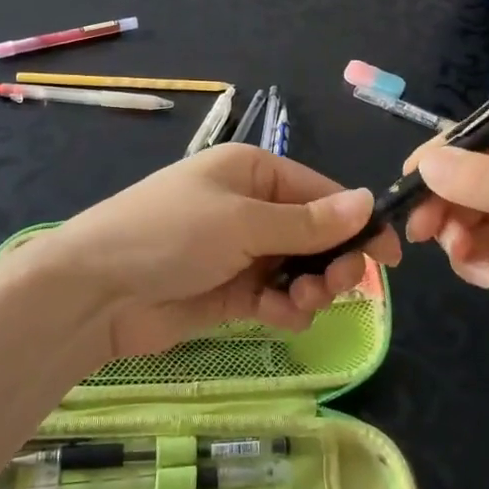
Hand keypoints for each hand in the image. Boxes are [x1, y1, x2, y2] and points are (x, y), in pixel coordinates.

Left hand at [43, 144, 401, 360]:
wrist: (97, 291)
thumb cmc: (170, 234)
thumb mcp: (243, 221)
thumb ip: (307, 221)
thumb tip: (367, 202)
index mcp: (254, 172)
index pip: (322, 192)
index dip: (357, 222)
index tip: (391, 256)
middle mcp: (252, 206)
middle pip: (315, 233)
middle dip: (331, 260)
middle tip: (337, 285)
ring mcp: (241, 250)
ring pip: (300, 269)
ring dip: (309, 288)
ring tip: (298, 303)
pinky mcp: (231, 291)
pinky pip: (276, 297)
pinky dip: (285, 308)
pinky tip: (278, 316)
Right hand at [403, 110, 488, 385]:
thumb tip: (424, 162)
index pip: (488, 131)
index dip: (447, 153)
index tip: (409, 182)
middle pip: (476, 170)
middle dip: (449, 200)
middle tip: (420, 232)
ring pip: (477, 208)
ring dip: (460, 232)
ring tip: (464, 261)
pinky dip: (476, 255)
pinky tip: (483, 277)